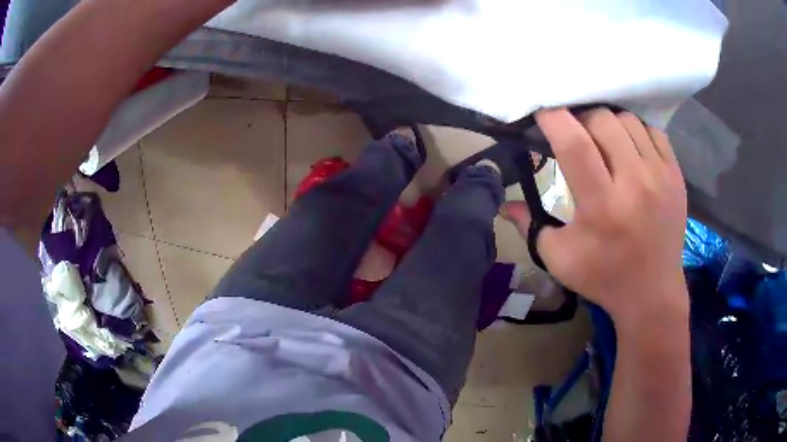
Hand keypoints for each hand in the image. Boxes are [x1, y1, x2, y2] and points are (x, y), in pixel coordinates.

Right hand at [503, 108, 687, 321]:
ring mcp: (660, 176)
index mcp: (602, 206)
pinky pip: (653, 131)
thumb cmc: (603, 278)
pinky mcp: (676, 175)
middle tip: (575, 135)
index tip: (543, 113)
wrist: (652, 293)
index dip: (553, 119)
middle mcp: (635, 184)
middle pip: (601, 120)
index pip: (574, 143)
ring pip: (627, 120)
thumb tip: (506, 203)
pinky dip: (635, 131)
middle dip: (580, 119)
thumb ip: (529, 226)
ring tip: (603, 141)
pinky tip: (629, 149)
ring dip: (608, 124)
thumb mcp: (559, 259)